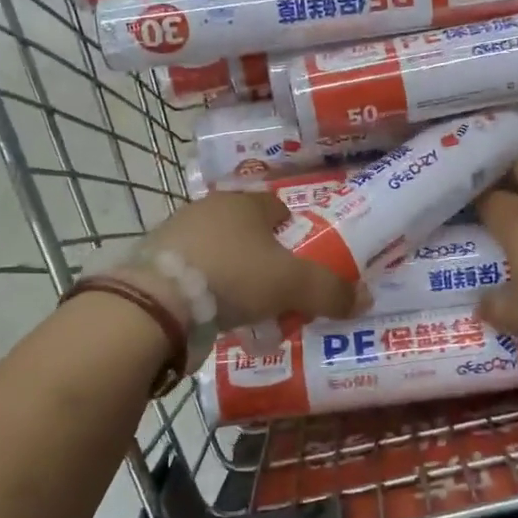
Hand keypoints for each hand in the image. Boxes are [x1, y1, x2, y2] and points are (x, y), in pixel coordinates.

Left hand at [136, 191, 358, 330]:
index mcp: (244, 204)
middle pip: (246, 230)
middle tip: (277, 288)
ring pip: (217, 250)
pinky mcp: (151, 261)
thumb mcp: (292, 285)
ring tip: (243, 307)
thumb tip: (365, 298)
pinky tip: (209, 314)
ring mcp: (175, 233)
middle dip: (262, 255)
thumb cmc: (234, 276)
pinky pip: (189, 272)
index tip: (302, 259)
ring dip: (231, 272)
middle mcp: (208, 208)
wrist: (156, 302)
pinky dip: (202, 288)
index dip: (294, 232)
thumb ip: (330, 291)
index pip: (277, 208)